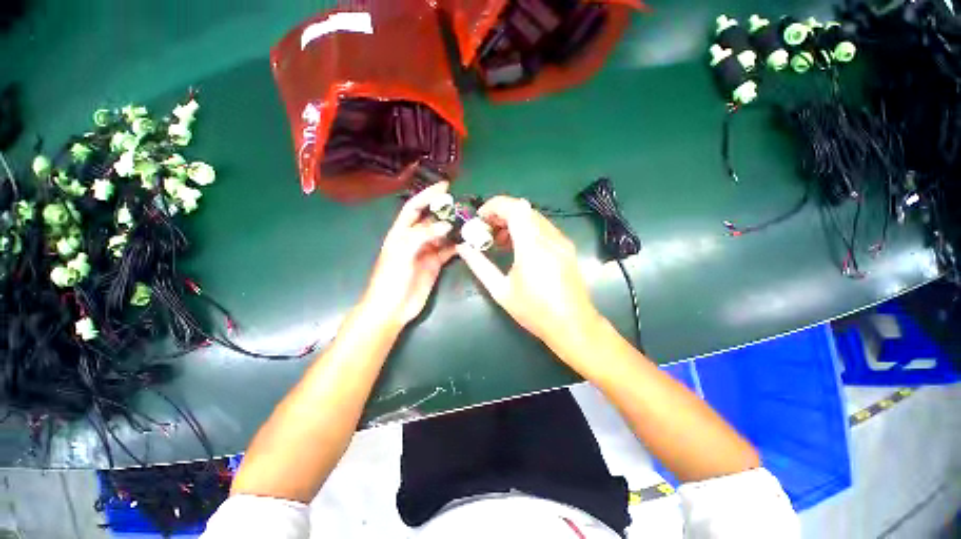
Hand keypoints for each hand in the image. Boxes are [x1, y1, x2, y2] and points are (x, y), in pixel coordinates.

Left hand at [362, 182, 455, 326]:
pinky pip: (448, 250)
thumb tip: (446, 225)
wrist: (392, 308)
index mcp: (401, 233)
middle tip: (464, 205)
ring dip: (454, 227)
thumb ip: (422, 235)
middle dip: (445, 211)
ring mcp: (426, 252)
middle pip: (431, 220)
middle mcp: (414, 239)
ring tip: (470, 220)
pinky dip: (457, 245)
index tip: (445, 186)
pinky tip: (468, 241)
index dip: (427, 195)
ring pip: (442, 235)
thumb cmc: (391, 279)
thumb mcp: (402, 253)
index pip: (414, 208)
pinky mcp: (435, 264)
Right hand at [456, 196, 602, 351]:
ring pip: (534, 217)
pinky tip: (519, 248)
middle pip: (524, 209)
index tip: (480, 217)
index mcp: (532, 247)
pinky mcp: (567, 247)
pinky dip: (527, 229)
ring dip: (514, 221)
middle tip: (487, 230)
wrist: (573, 325)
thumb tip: (462, 248)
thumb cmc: (534, 311)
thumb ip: (479, 265)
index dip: (495, 205)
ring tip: (500, 241)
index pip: (515, 208)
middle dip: (501, 214)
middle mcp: (550, 237)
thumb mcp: (501, 291)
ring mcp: (561, 241)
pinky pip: (544, 227)